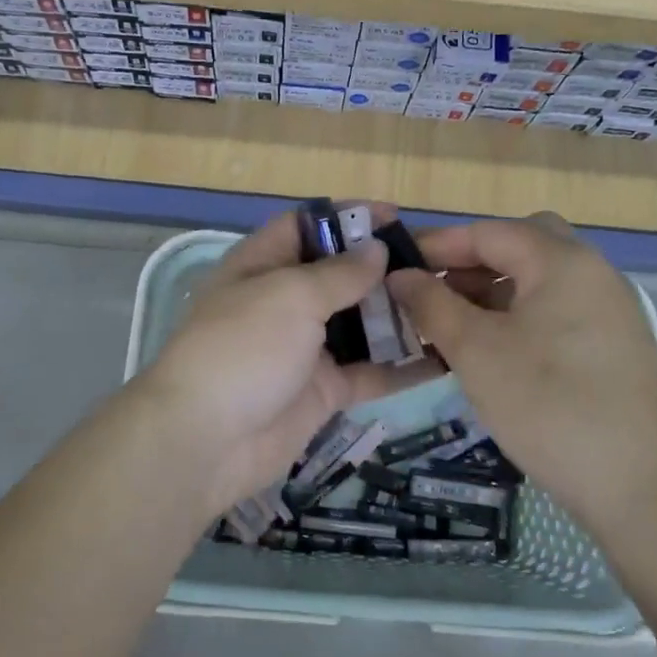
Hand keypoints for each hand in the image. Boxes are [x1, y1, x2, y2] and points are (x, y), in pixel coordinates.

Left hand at [129, 209, 425, 514]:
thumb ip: (339, 273)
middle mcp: (284, 302)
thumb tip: (376, 249)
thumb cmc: (244, 348)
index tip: (396, 216)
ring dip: (398, 314)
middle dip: (384, 267)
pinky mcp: (323, 391)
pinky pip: (370, 372)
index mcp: (263, 265)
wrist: (206, 441)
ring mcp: (305, 348)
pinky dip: (402, 366)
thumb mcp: (290, 296)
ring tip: (449, 302)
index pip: (307, 227)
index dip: (347, 218)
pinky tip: (445, 357)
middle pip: (339, 274)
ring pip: (359, 324)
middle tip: (438, 264)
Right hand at [387, 213, 656, 530]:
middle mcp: (592, 273)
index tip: (394, 267)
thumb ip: (432, 304)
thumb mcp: (477, 351)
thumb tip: (401, 276)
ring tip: (450, 327)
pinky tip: (490, 353)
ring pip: (538, 282)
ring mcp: (608, 311)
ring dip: (491, 293)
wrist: (641, 489)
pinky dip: (517, 318)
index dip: (436, 245)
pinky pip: (555, 313)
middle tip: (432, 292)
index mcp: (562, 261)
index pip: (487, 232)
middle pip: (520, 246)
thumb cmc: (549, 405)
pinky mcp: (613, 347)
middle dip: (470, 263)